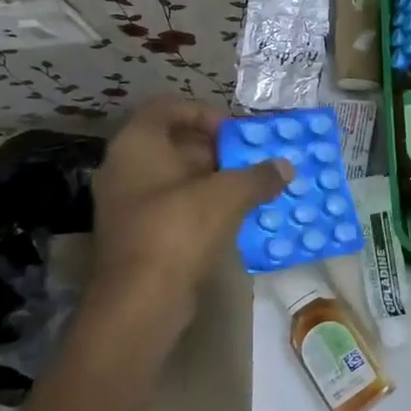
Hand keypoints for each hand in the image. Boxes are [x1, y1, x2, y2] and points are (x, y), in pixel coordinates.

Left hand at [85, 97, 287, 342]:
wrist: (140, 302)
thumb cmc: (178, 231)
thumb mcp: (228, 196)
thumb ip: (259, 176)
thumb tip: (285, 167)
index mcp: (137, 144)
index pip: (169, 107)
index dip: (205, 113)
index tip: (236, 134)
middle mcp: (125, 167)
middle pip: (175, 143)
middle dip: (217, 151)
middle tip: (252, 163)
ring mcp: (127, 203)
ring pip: (176, 178)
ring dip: (213, 181)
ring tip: (251, 190)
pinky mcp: (136, 234)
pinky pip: (173, 207)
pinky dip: (202, 207)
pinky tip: (233, 219)